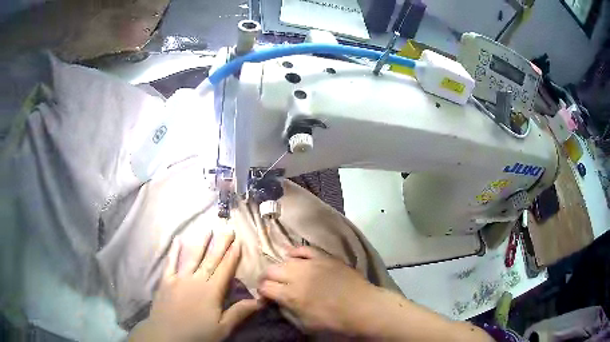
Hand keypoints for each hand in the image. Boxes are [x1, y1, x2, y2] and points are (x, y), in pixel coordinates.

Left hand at [130, 231, 261, 341]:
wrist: (167, 336)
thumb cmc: (198, 334)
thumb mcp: (222, 328)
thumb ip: (239, 312)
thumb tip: (261, 300)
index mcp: (211, 291)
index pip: (224, 269)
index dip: (232, 256)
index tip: (239, 242)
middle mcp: (196, 280)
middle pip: (210, 259)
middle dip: (220, 244)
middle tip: (228, 229)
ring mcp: (179, 278)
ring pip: (192, 256)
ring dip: (201, 242)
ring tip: (208, 229)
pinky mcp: (166, 280)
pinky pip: (171, 262)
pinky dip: (174, 250)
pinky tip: (178, 239)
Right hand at [258, 246, 381, 334]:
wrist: (362, 307)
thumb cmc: (334, 321)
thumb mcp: (305, 325)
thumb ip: (287, 312)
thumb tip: (278, 302)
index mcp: (290, 295)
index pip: (265, 287)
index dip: (261, 291)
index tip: (265, 294)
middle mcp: (297, 276)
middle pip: (271, 270)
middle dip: (266, 278)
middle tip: (270, 284)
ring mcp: (311, 264)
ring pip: (285, 260)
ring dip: (280, 267)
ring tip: (283, 273)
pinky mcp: (324, 257)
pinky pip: (305, 249)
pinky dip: (296, 252)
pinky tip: (292, 255)